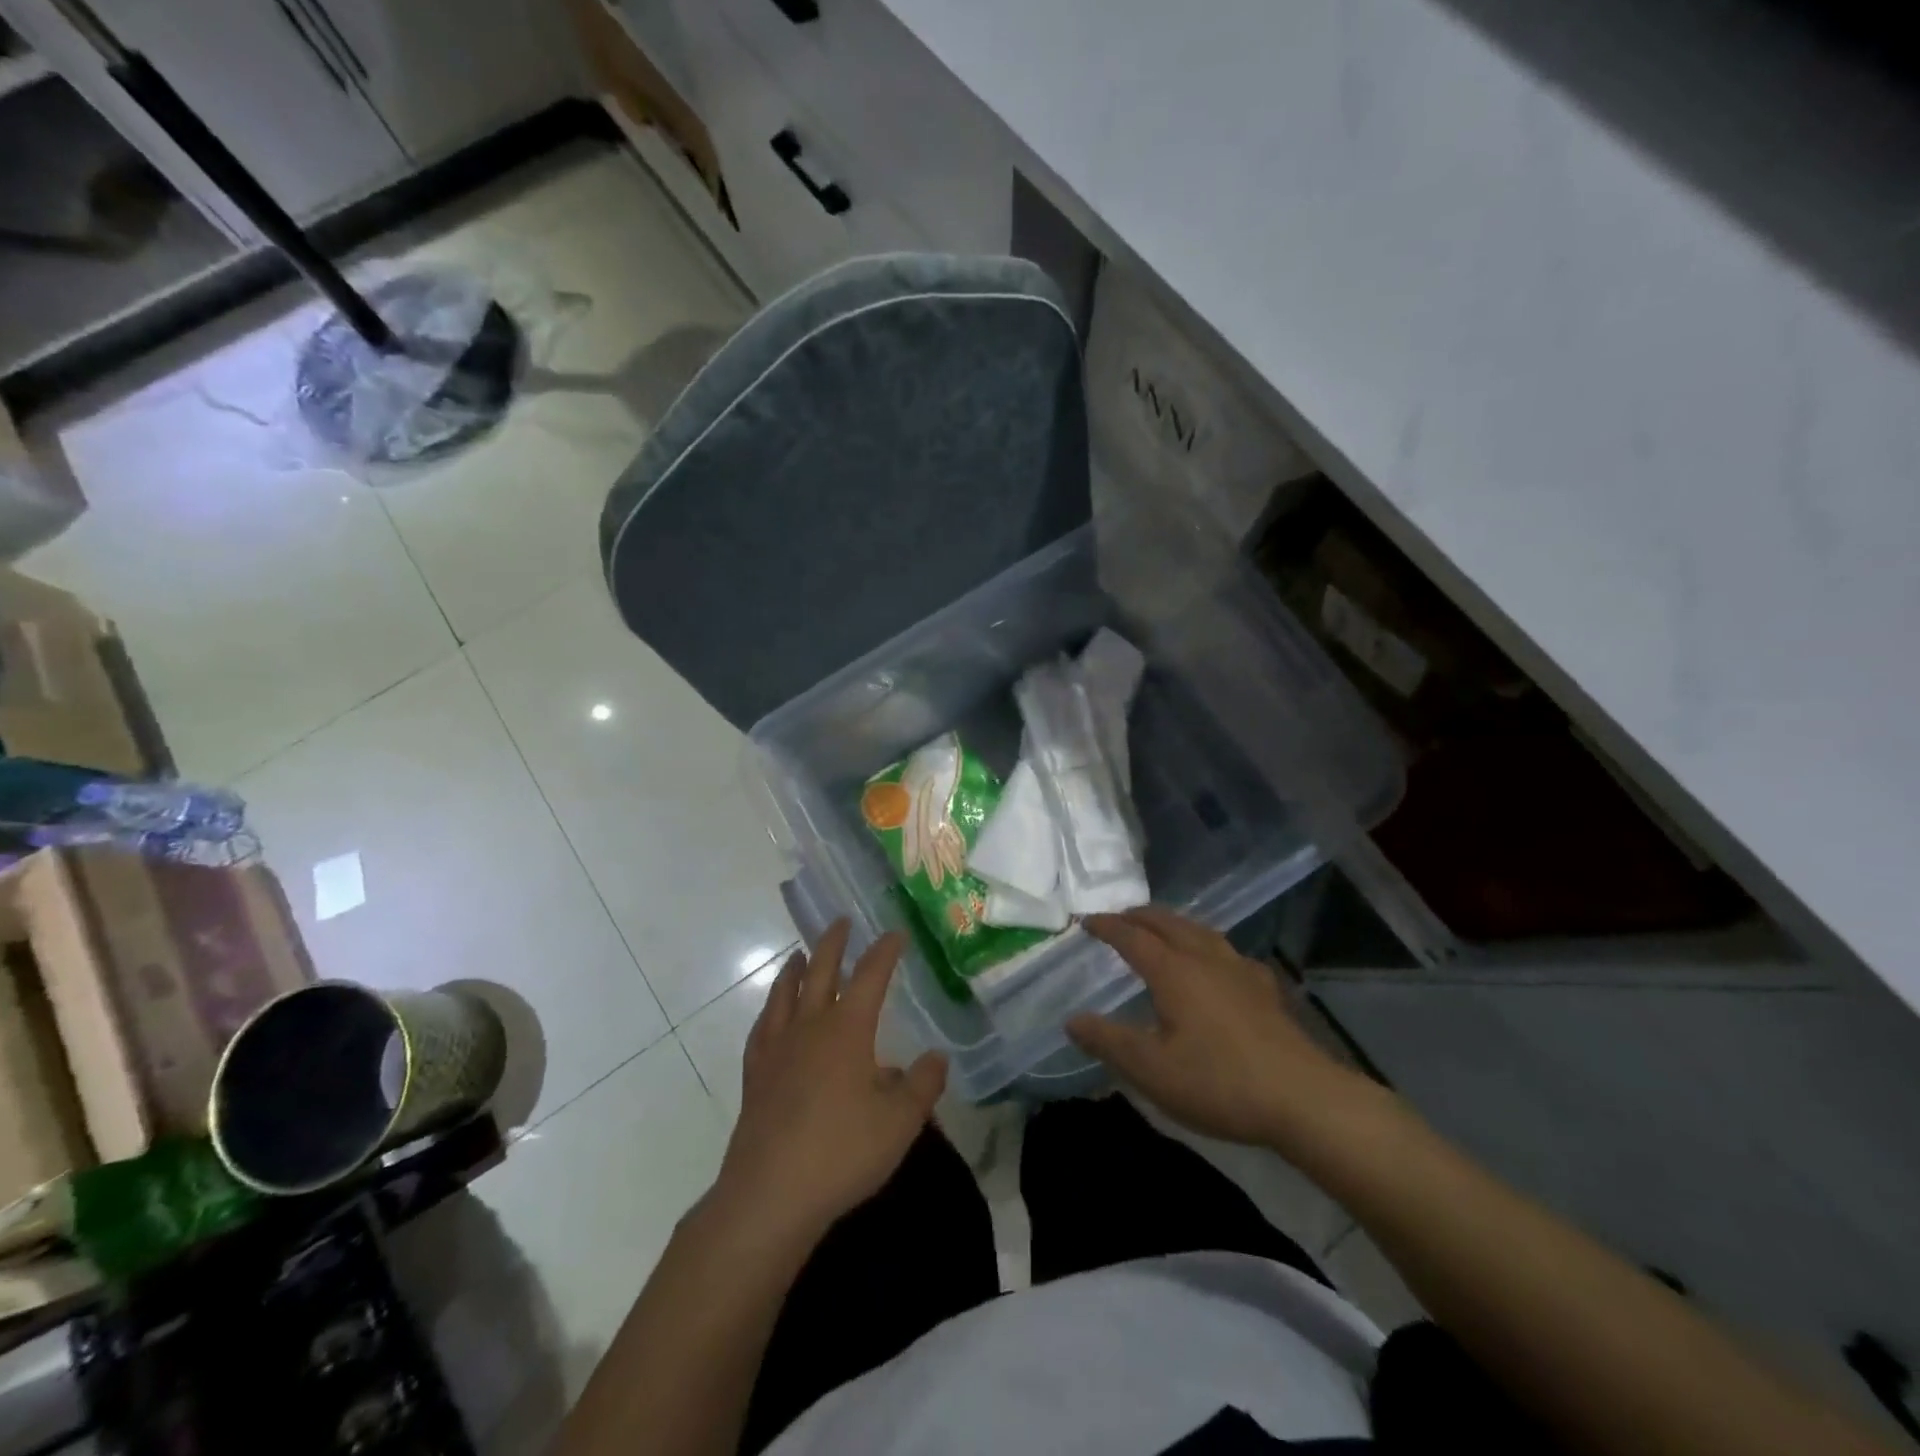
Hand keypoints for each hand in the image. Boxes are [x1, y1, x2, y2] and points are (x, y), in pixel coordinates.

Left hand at [713, 920, 946, 1245]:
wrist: (770, 1194)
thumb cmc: (842, 1152)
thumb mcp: (900, 1122)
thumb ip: (923, 1085)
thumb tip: (936, 1057)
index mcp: (847, 1029)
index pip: (870, 975)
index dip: (884, 950)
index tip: (895, 933)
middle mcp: (810, 1027)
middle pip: (820, 971)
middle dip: (833, 943)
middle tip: (841, 921)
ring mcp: (777, 1049)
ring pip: (785, 994)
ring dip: (795, 968)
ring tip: (798, 954)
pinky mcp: (755, 1076)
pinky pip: (762, 1029)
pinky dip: (770, 1010)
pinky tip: (771, 1014)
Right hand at [1067, 905, 1369, 1147]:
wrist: (1304, 1099)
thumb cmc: (1219, 1082)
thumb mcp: (1152, 1070)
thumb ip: (1108, 1041)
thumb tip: (1072, 1020)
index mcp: (1173, 971)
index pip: (1132, 936)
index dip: (1107, 926)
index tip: (1085, 922)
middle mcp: (1205, 958)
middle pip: (1167, 922)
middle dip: (1139, 916)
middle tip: (1119, 918)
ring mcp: (1239, 970)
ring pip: (1199, 931)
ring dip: (1172, 924)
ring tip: (1161, 930)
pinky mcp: (1265, 988)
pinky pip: (1226, 951)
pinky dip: (1205, 945)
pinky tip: (1215, 964)